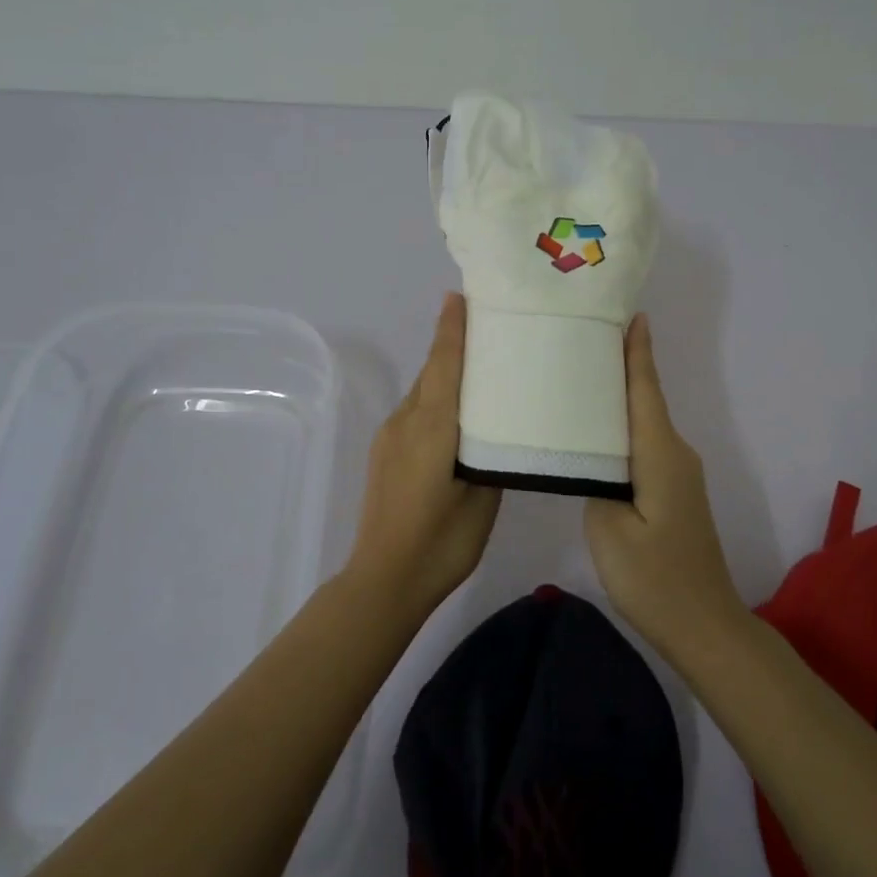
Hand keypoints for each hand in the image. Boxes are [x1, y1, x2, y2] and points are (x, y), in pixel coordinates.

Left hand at [345, 292, 502, 620]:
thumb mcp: (482, 499)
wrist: (383, 580)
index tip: (460, 296)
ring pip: (422, 392)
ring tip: (478, 368)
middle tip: (483, 324)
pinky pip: (414, 412)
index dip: (452, 329)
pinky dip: (435, 399)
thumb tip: (493, 434)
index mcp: (433, 427)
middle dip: (451, 343)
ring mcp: (390, 437)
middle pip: (432, 371)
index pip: (445, 364)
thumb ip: (489, 457)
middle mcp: (406, 421)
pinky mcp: (385, 453)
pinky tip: (455, 415)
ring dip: (444, 373)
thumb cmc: (441, 543)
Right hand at [584, 314, 745, 653]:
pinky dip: (624, 429)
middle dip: (622, 366)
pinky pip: (646, 446)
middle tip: (584, 339)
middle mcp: (675, 454)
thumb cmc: (655, 578)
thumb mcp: (609, 530)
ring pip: (645, 424)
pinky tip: (599, 433)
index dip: (638, 352)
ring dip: (620, 399)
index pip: (646, 390)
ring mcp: (678, 474)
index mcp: (660, 453)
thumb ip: (596, 483)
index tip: (631, 314)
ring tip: (582, 379)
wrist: (706, 626)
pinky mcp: (674, 493)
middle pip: (646, 400)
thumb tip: (595, 462)